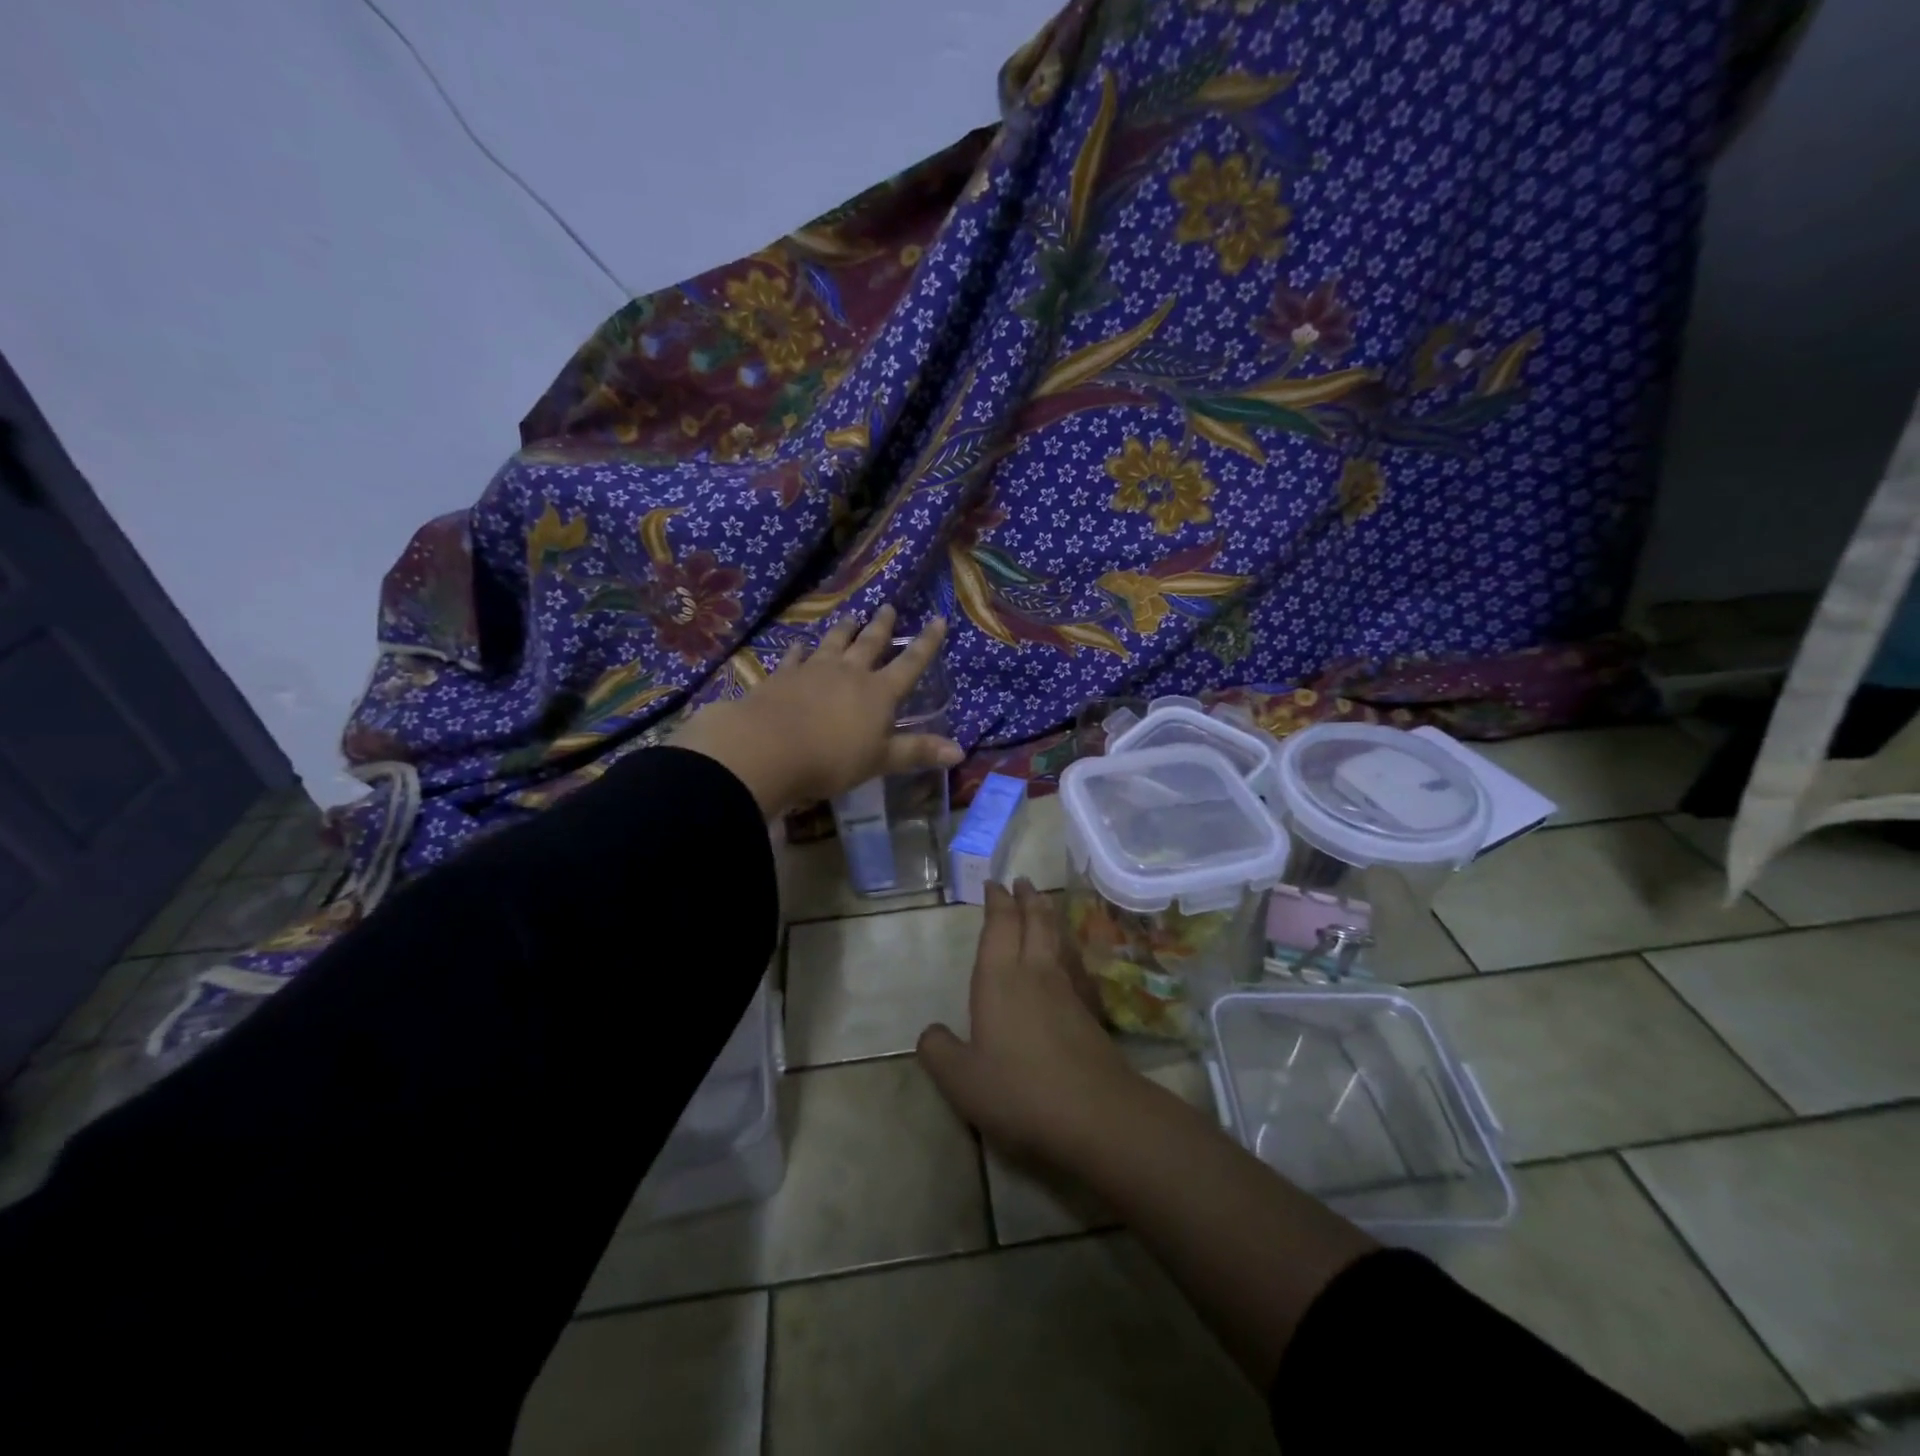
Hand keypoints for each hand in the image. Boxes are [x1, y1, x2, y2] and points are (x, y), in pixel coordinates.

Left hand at [670, 607, 961, 817]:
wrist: (768, 748)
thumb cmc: (832, 759)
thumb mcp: (880, 760)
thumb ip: (917, 752)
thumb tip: (960, 752)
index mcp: (879, 692)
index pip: (910, 663)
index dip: (926, 643)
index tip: (938, 620)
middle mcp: (850, 672)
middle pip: (870, 643)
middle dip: (882, 626)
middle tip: (888, 607)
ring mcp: (814, 669)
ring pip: (834, 642)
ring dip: (845, 629)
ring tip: (852, 616)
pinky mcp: (783, 675)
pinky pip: (796, 656)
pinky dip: (801, 649)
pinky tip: (800, 644)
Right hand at [918, 879, 1136, 1163]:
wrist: (1095, 1113)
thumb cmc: (1019, 1090)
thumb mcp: (961, 1079)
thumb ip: (939, 1052)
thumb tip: (930, 1033)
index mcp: (999, 979)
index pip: (999, 925)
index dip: (996, 902)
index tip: (994, 884)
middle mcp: (1035, 973)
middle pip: (1034, 921)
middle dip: (1026, 898)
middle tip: (1022, 881)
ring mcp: (1067, 990)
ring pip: (1057, 939)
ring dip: (1048, 916)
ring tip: (1043, 905)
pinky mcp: (1089, 1012)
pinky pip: (1073, 964)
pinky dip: (1066, 949)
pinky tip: (1067, 959)